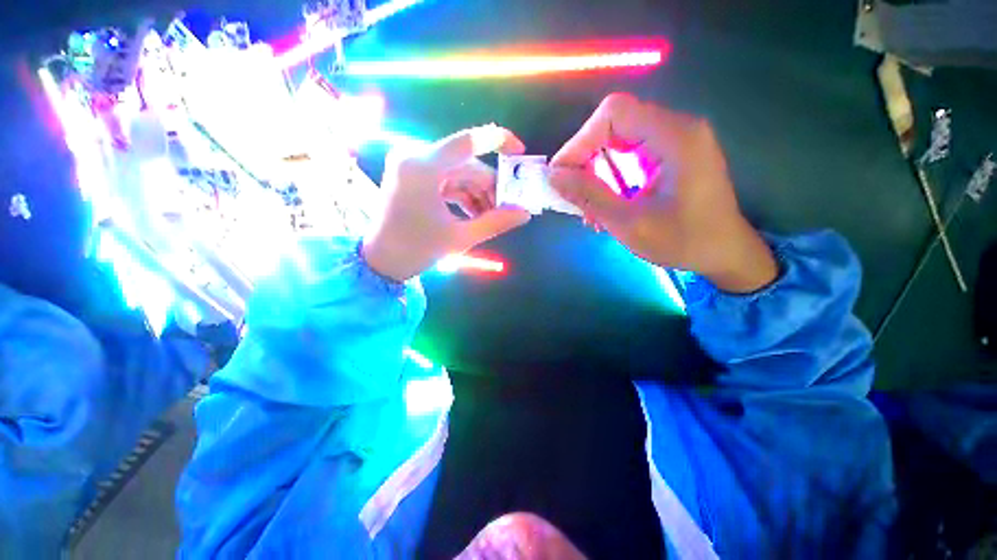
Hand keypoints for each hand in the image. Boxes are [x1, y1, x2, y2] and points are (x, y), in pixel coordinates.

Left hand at [362, 125, 532, 281]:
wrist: (381, 262)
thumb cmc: (416, 250)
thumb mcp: (460, 237)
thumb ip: (495, 222)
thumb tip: (524, 214)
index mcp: (423, 168)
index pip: (467, 142)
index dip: (498, 141)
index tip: (520, 152)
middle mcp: (415, 157)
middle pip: (466, 164)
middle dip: (489, 187)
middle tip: (507, 209)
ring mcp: (412, 165)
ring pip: (459, 173)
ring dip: (478, 194)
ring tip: (491, 218)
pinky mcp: (413, 175)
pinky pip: (447, 179)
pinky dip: (463, 195)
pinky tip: (475, 214)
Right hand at [549, 94, 776, 292]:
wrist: (724, 253)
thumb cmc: (683, 241)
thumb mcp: (629, 223)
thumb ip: (589, 196)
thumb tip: (554, 176)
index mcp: (675, 137)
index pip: (614, 113)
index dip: (580, 141)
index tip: (562, 175)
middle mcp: (676, 128)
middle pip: (613, 126)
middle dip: (585, 161)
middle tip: (572, 196)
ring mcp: (674, 140)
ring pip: (617, 142)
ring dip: (595, 173)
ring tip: (588, 209)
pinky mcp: (669, 155)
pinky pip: (628, 156)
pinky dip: (609, 178)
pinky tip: (604, 205)